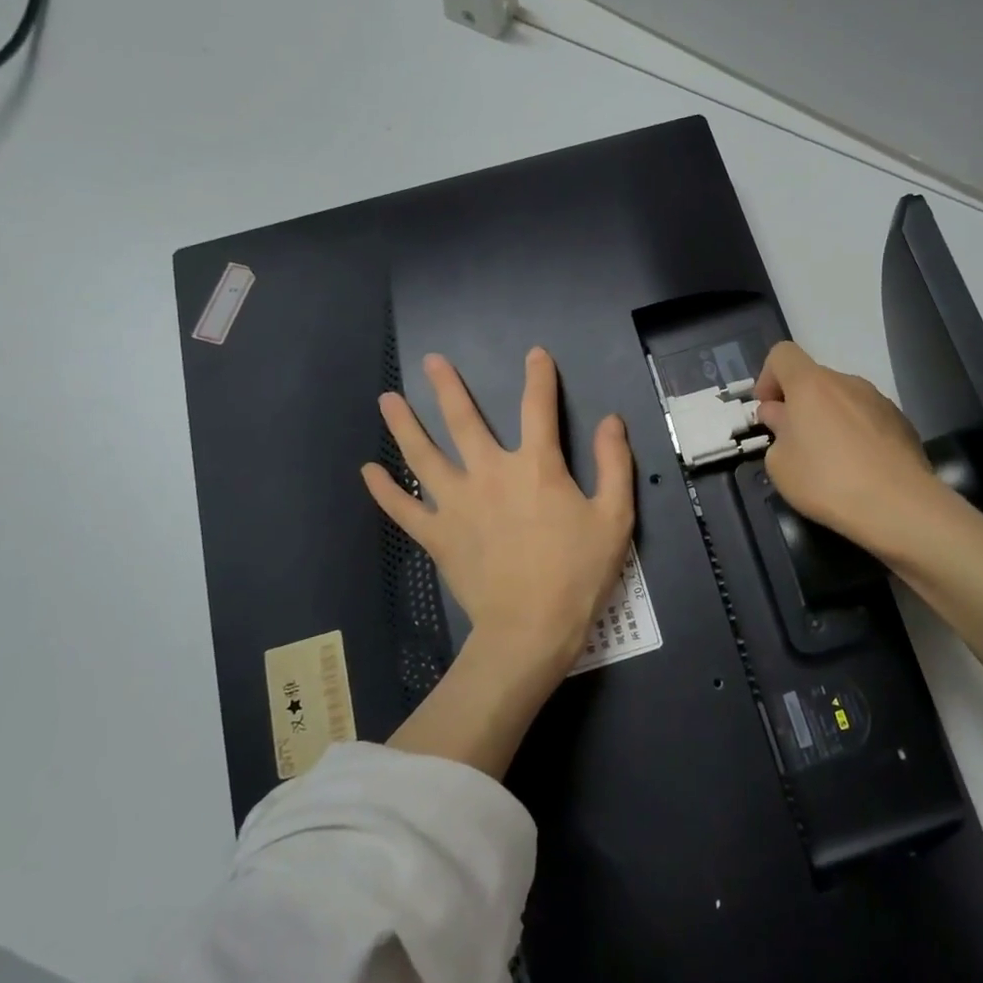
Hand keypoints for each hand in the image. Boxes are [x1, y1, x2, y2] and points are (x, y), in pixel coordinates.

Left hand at [363, 348, 634, 695]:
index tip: (535, 354)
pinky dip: (384, 490)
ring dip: (404, 425)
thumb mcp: (614, 516)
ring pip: (423, 456)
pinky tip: (368, 471)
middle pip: (464, 421)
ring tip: (387, 400)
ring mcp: (456, 504)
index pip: (538, 408)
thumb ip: (614, 463)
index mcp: (535, 466)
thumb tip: (611, 420)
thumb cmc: (578, 572)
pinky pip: (403, 509)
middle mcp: (490, 473)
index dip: (539, 377)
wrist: (531, 628)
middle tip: (432, 362)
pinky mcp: (437, 535)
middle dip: (448, 388)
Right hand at [753, 342, 943, 558]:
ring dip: (828, 419)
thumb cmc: (826, 481)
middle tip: (794, 443)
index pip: (783, 354)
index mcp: (811, 384)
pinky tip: (858, 469)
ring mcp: (879, 400)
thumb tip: (782, 417)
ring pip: (842, 400)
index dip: (768, 377)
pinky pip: (867, 419)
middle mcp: (847, 382)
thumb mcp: (780, 464)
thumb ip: (777, 431)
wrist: (897, 505)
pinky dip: (855, 434)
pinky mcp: (902, 422)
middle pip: (814, 380)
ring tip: (829, 460)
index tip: (768, 411)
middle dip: (799, 404)